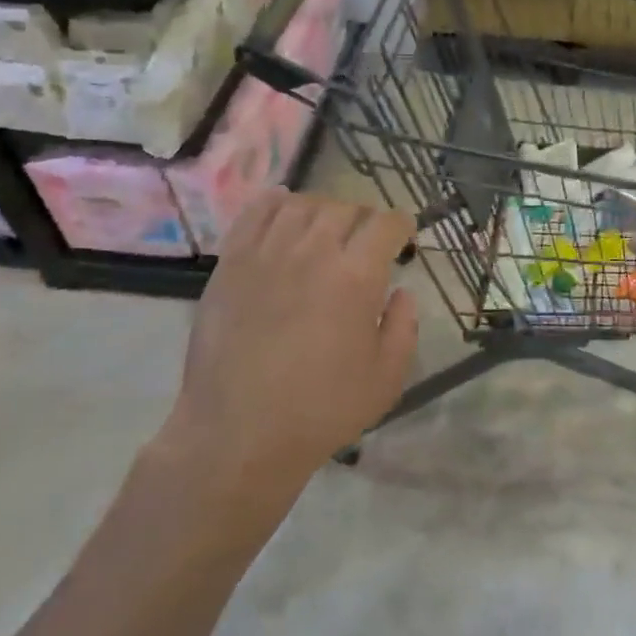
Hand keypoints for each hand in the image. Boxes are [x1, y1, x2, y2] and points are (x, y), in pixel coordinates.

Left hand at [154, 191, 417, 525]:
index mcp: (356, 276)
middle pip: (345, 208)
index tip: (403, 238)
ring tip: (326, 230)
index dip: (401, 225)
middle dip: (364, 220)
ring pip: (302, 205)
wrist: (239, 432)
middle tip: (366, 241)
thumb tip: (402, 293)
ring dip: (323, 211)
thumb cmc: (320, 410)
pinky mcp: (232, 262)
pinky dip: (275, 203)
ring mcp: (267, 253)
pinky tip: (284, 209)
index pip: (385, 224)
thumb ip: (403, 328)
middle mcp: (313, 251)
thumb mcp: (386, 379)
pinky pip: (255, 213)